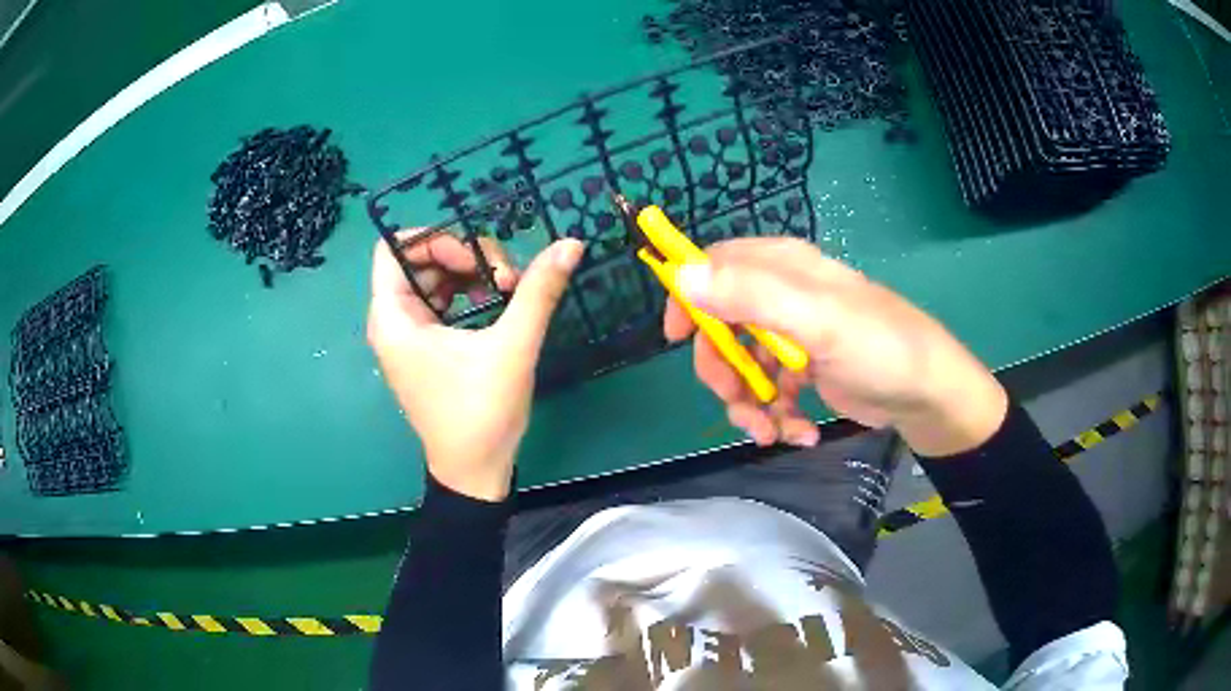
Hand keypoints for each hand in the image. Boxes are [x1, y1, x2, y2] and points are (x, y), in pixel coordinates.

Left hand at [367, 231, 583, 499]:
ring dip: (470, 276)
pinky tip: (498, 304)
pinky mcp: (425, 349)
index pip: (394, 247)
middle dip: (464, 257)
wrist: (475, 473)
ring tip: (508, 291)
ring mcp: (408, 336)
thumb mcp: (512, 347)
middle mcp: (392, 321)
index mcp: (393, 317)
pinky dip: (467, 295)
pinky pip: (441, 304)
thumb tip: (570, 244)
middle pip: (419, 260)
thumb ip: (538, 291)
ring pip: (433, 280)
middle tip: (506, 278)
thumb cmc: (481, 412)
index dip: (435, 237)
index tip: (477, 258)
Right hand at [666, 238, 1007, 456]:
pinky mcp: (806, 369)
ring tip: (773, 433)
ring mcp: (795, 335)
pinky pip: (772, 390)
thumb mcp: (817, 320)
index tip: (677, 337)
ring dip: (751, 404)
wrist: (927, 394)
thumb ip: (751, 296)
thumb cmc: (879, 347)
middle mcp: (784, 296)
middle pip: (723, 326)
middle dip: (724, 370)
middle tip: (738, 401)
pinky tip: (800, 432)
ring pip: (745, 365)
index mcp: (783, 268)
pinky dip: (779, 416)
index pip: (717, 265)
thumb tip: (681, 276)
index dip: (691, 296)